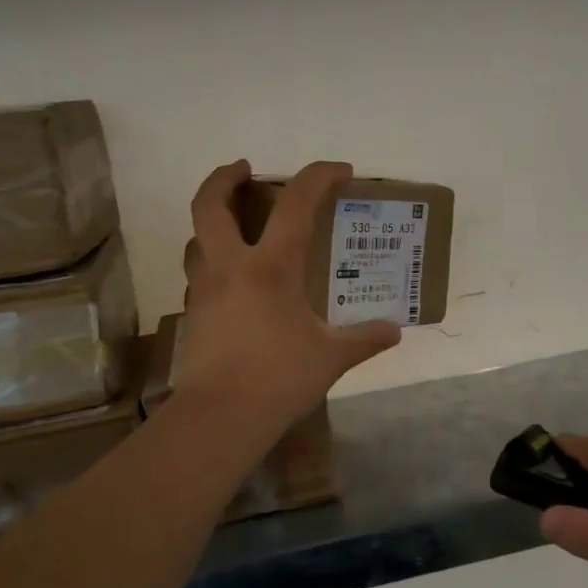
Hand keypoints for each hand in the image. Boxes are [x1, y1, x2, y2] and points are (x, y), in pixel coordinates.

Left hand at [176, 160, 400, 428]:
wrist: (221, 417)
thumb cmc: (280, 378)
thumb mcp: (332, 357)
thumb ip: (365, 339)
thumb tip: (394, 332)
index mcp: (270, 267)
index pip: (295, 203)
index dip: (318, 176)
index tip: (340, 170)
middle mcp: (230, 267)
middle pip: (210, 204)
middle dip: (224, 177)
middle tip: (245, 169)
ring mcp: (204, 290)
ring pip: (197, 238)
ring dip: (213, 220)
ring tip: (236, 226)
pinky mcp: (193, 314)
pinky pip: (199, 273)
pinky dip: (213, 261)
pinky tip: (234, 281)